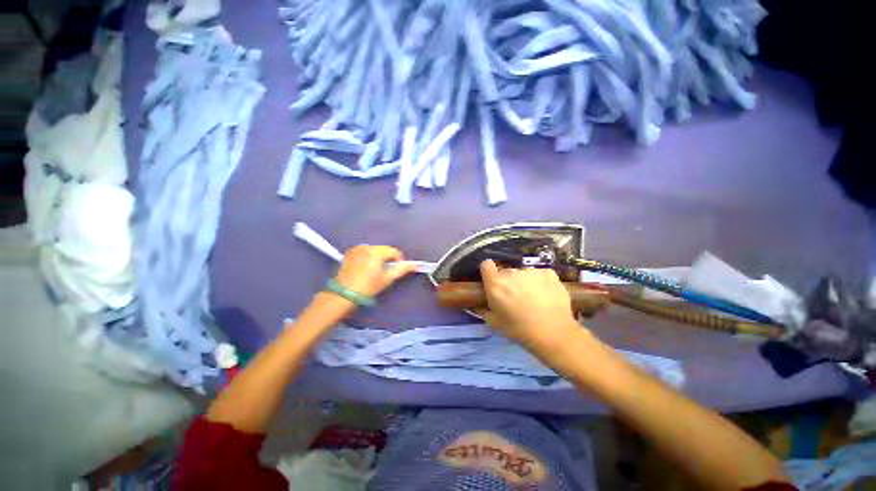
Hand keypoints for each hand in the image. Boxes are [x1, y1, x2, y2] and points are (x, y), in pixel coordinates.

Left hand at [334, 245, 415, 297]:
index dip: (398, 261)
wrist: (342, 295)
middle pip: (384, 250)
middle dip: (387, 259)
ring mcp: (356, 249)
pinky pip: (365, 252)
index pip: (394, 251)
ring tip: (374, 272)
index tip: (394, 272)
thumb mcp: (386, 279)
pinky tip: (364, 269)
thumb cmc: (367, 287)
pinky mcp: (349, 253)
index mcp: (375, 251)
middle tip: (383, 273)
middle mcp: (366, 246)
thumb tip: (415, 264)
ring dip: (378, 258)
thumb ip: (401, 269)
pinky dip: (368, 258)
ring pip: (375, 250)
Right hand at [479, 260, 580, 348]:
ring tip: (532, 298)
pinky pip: (539, 274)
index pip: (486, 265)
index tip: (492, 281)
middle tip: (514, 297)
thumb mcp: (494, 323)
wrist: (553, 334)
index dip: (488, 272)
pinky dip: (540, 282)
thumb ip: (482, 309)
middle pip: (506, 272)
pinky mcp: (548, 272)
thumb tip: (476, 303)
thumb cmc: (519, 330)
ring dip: (524, 282)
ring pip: (523, 273)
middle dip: (507, 281)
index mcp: (496, 283)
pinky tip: (545, 295)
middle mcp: (512, 273)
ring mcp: (531, 271)